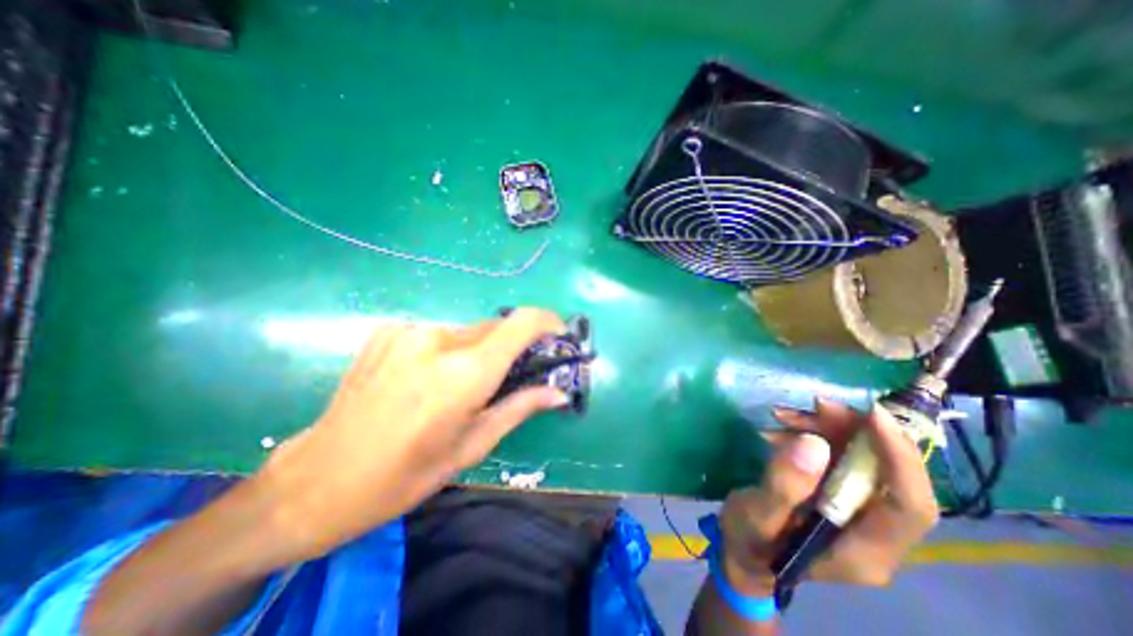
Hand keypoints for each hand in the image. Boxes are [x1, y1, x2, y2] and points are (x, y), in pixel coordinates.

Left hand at [255, 307, 566, 560]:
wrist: (318, 479)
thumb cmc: (405, 474)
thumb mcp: (472, 446)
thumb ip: (519, 407)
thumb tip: (558, 393)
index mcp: (465, 372)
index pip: (522, 323)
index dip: (547, 322)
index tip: (557, 335)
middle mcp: (439, 339)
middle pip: (496, 327)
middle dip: (511, 346)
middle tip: (507, 375)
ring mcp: (409, 330)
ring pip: (467, 331)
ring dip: (476, 351)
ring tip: (457, 386)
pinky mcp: (388, 330)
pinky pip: (437, 334)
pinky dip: (446, 350)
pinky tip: (424, 379)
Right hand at [720, 401, 933, 592]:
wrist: (743, 551)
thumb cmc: (749, 541)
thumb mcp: (757, 516)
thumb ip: (784, 486)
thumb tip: (813, 442)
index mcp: (865, 550)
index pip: (910, 505)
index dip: (900, 457)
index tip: (874, 413)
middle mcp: (874, 532)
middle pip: (888, 474)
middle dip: (855, 432)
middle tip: (815, 404)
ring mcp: (858, 511)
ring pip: (862, 458)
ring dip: (827, 428)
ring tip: (782, 415)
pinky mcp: (838, 493)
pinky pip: (838, 455)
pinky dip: (812, 433)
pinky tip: (781, 426)